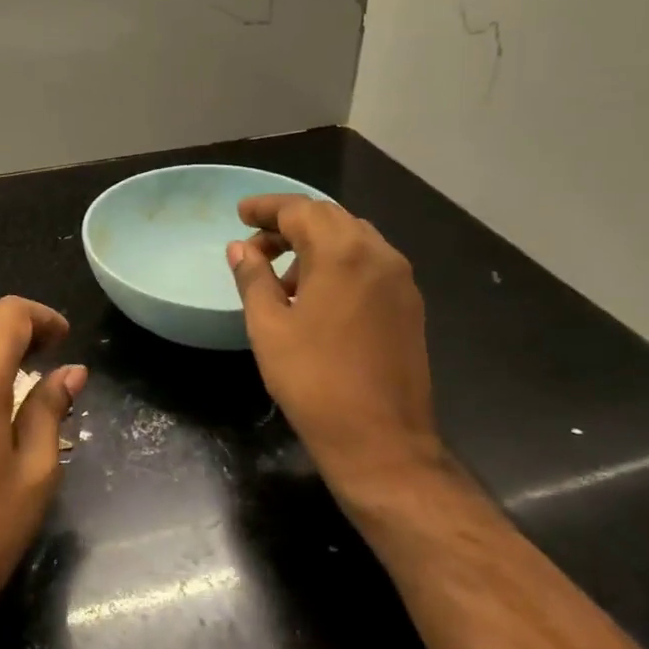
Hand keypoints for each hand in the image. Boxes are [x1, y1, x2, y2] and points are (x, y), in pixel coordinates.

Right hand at [227, 195, 441, 505]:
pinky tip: (316, 296)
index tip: (240, 214)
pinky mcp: (409, 305)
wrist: (381, 440)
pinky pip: (370, 264)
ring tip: (282, 277)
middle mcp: (379, 254)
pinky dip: (339, 264)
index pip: (300, 210)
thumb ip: (253, 278)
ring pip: (353, 239)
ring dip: (315, 244)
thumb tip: (241, 248)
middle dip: (290, 224)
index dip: (266, 208)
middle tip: (255, 244)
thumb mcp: (269, 327)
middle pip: (330, 219)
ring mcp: (400, 280)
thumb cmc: (314, 381)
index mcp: (343, 253)